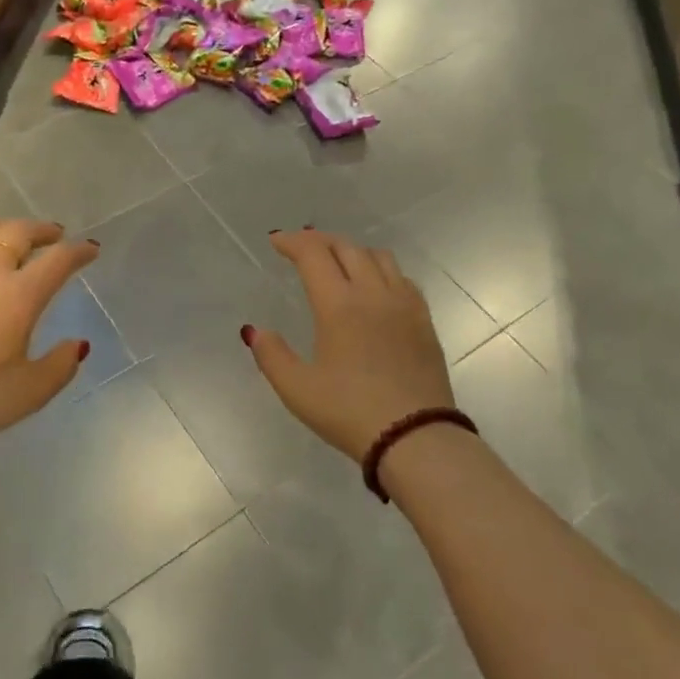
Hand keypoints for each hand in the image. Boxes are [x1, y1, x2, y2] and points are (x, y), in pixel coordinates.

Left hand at [0, 219, 99, 455]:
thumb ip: (62, 363)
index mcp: (20, 295)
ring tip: (14, 239)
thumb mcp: (33, 391)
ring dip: (7, 229)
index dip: (79, 251)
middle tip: (54, 236)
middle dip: (43, 230)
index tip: (90, 250)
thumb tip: (78, 344)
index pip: (58, 259)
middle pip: (19, 231)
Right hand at [245, 230, 453, 462]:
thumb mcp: (297, 390)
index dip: (292, 241)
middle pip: (346, 247)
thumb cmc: (349, 413)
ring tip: (337, 262)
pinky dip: (380, 269)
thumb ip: (271, 355)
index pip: (313, 254)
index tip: (276, 241)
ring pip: (378, 256)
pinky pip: (401, 277)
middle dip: (319, 240)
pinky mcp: (424, 320)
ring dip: (352, 250)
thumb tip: (255, 331)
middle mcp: (373, 293)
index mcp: (339, 305)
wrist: (415, 438)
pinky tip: (374, 287)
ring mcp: (404, 304)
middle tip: (300, 247)